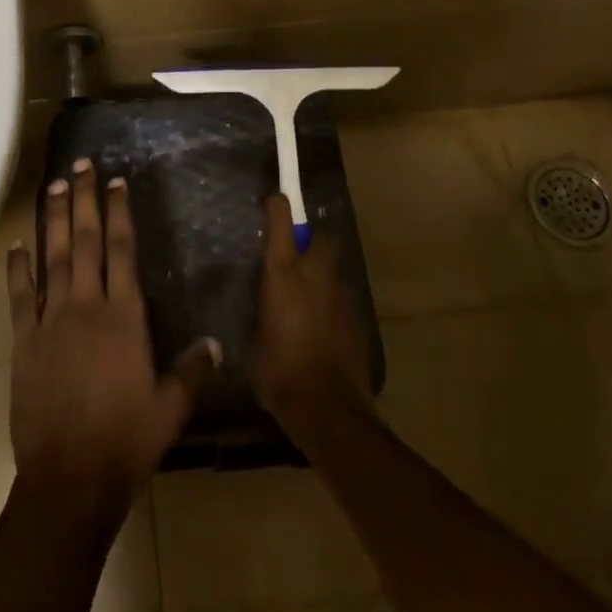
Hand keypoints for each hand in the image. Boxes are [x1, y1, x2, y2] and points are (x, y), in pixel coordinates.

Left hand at [7, 159, 219, 515]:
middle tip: (80, 165)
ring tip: (53, 186)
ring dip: (53, 220)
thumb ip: (192, 371)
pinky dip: (18, 268)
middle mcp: (87, 306)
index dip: (119, 213)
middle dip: (84, 200)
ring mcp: (51, 321)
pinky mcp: (24, 341)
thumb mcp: (170, 409)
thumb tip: (215, 342)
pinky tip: (16, 245)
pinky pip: (20, 296)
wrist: (70, 479)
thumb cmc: (126, 442)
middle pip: (86, 241)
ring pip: (53, 258)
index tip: (115, 182)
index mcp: (124, 317)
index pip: (122, 251)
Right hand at [249, 191, 373, 439]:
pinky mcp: (358, 319)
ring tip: (306, 297)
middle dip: (312, 237)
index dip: (277, 206)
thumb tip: (261, 309)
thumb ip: (258, 314)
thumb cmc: (279, 373)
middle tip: (296, 253)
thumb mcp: (253, 340)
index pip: (281, 220)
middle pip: (322, 235)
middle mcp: (316, 273)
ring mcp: (342, 295)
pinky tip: (320, 327)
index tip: (273, 201)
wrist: (329, 410)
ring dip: (322, 273)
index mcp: (283, 273)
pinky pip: (341, 297)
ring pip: (334, 267)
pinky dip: (331, 302)